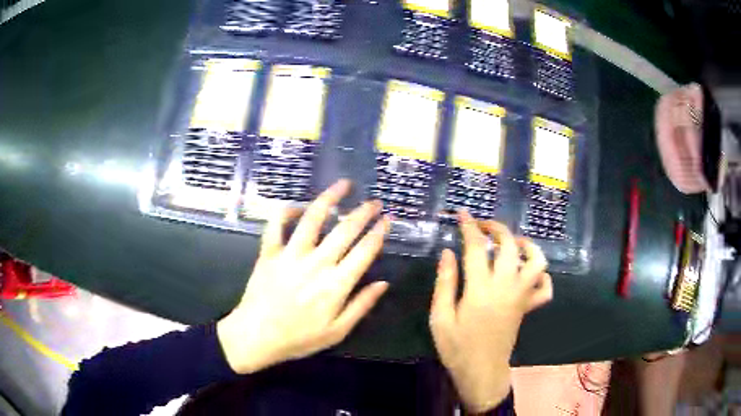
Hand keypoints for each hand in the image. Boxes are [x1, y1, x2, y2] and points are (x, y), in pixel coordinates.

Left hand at [217, 179, 390, 373]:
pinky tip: (297, 206)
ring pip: (312, 218)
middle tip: (374, 201)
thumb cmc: (299, 338)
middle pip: (344, 230)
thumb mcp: (337, 331)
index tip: (388, 219)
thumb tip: (383, 283)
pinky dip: (286, 211)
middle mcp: (316, 263)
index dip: (378, 232)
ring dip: (329, 198)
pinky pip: (276, 224)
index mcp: (336, 284)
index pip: (364, 251)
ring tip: (343, 184)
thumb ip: (362, 305)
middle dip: (363, 212)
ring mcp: (290, 254)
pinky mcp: (269, 252)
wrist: (257, 336)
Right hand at [429, 210, 552, 412]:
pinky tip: (528, 274)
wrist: (482, 372)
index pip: (477, 248)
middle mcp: (505, 288)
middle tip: (483, 225)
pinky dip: (542, 276)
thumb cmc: (457, 348)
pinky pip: (545, 288)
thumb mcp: (440, 318)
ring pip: (537, 262)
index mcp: (480, 290)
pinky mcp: (528, 308)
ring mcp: (521, 297)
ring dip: (527, 246)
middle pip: (509, 246)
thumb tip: (448, 252)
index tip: (463, 214)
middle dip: (497, 228)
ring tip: (512, 244)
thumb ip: (445, 283)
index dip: (470, 227)